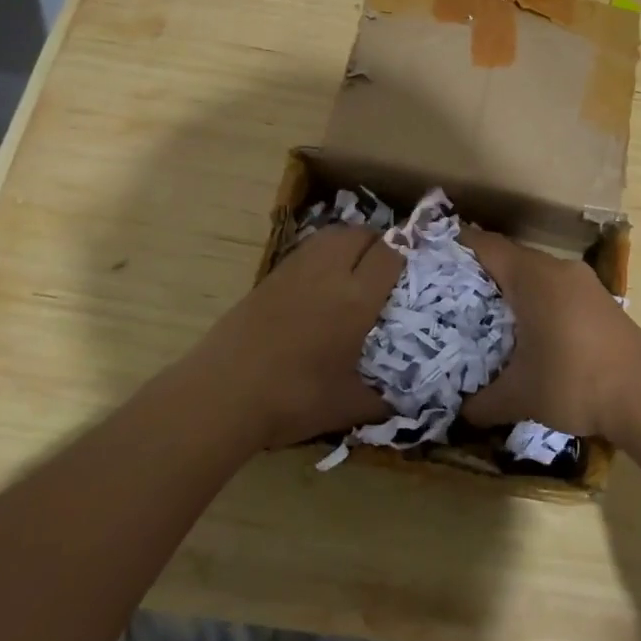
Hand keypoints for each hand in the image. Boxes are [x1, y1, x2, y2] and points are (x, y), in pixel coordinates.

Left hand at [188, 225, 400, 450]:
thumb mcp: (346, 406)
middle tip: (386, 265)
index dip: (407, 250)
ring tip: (356, 267)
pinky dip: (323, 253)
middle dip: (379, 241)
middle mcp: (328, 273)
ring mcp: (295, 270)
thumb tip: (409, 402)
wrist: (223, 394)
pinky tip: (321, 282)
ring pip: (331, 235)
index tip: (417, 260)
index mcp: (355, 299)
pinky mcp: (270, 276)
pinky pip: (307, 249)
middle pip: (360, 233)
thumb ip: (383, 400)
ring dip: (350, 241)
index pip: (390, 254)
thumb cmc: (293, 399)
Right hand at [459, 230, 640, 441]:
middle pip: (510, 257)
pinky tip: (528, 329)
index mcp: (532, 277)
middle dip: (480, 272)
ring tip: (486, 314)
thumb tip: (457, 413)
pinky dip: (536, 298)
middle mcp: (557, 269)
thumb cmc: (575, 383)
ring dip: (511, 287)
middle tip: (451, 295)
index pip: (486, 246)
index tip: (433, 259)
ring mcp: (583, 282)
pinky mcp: (600, 299)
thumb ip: (482, 402)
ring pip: (535, 272)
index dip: (457, 247)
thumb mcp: (520, 396)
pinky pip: (556, 286)